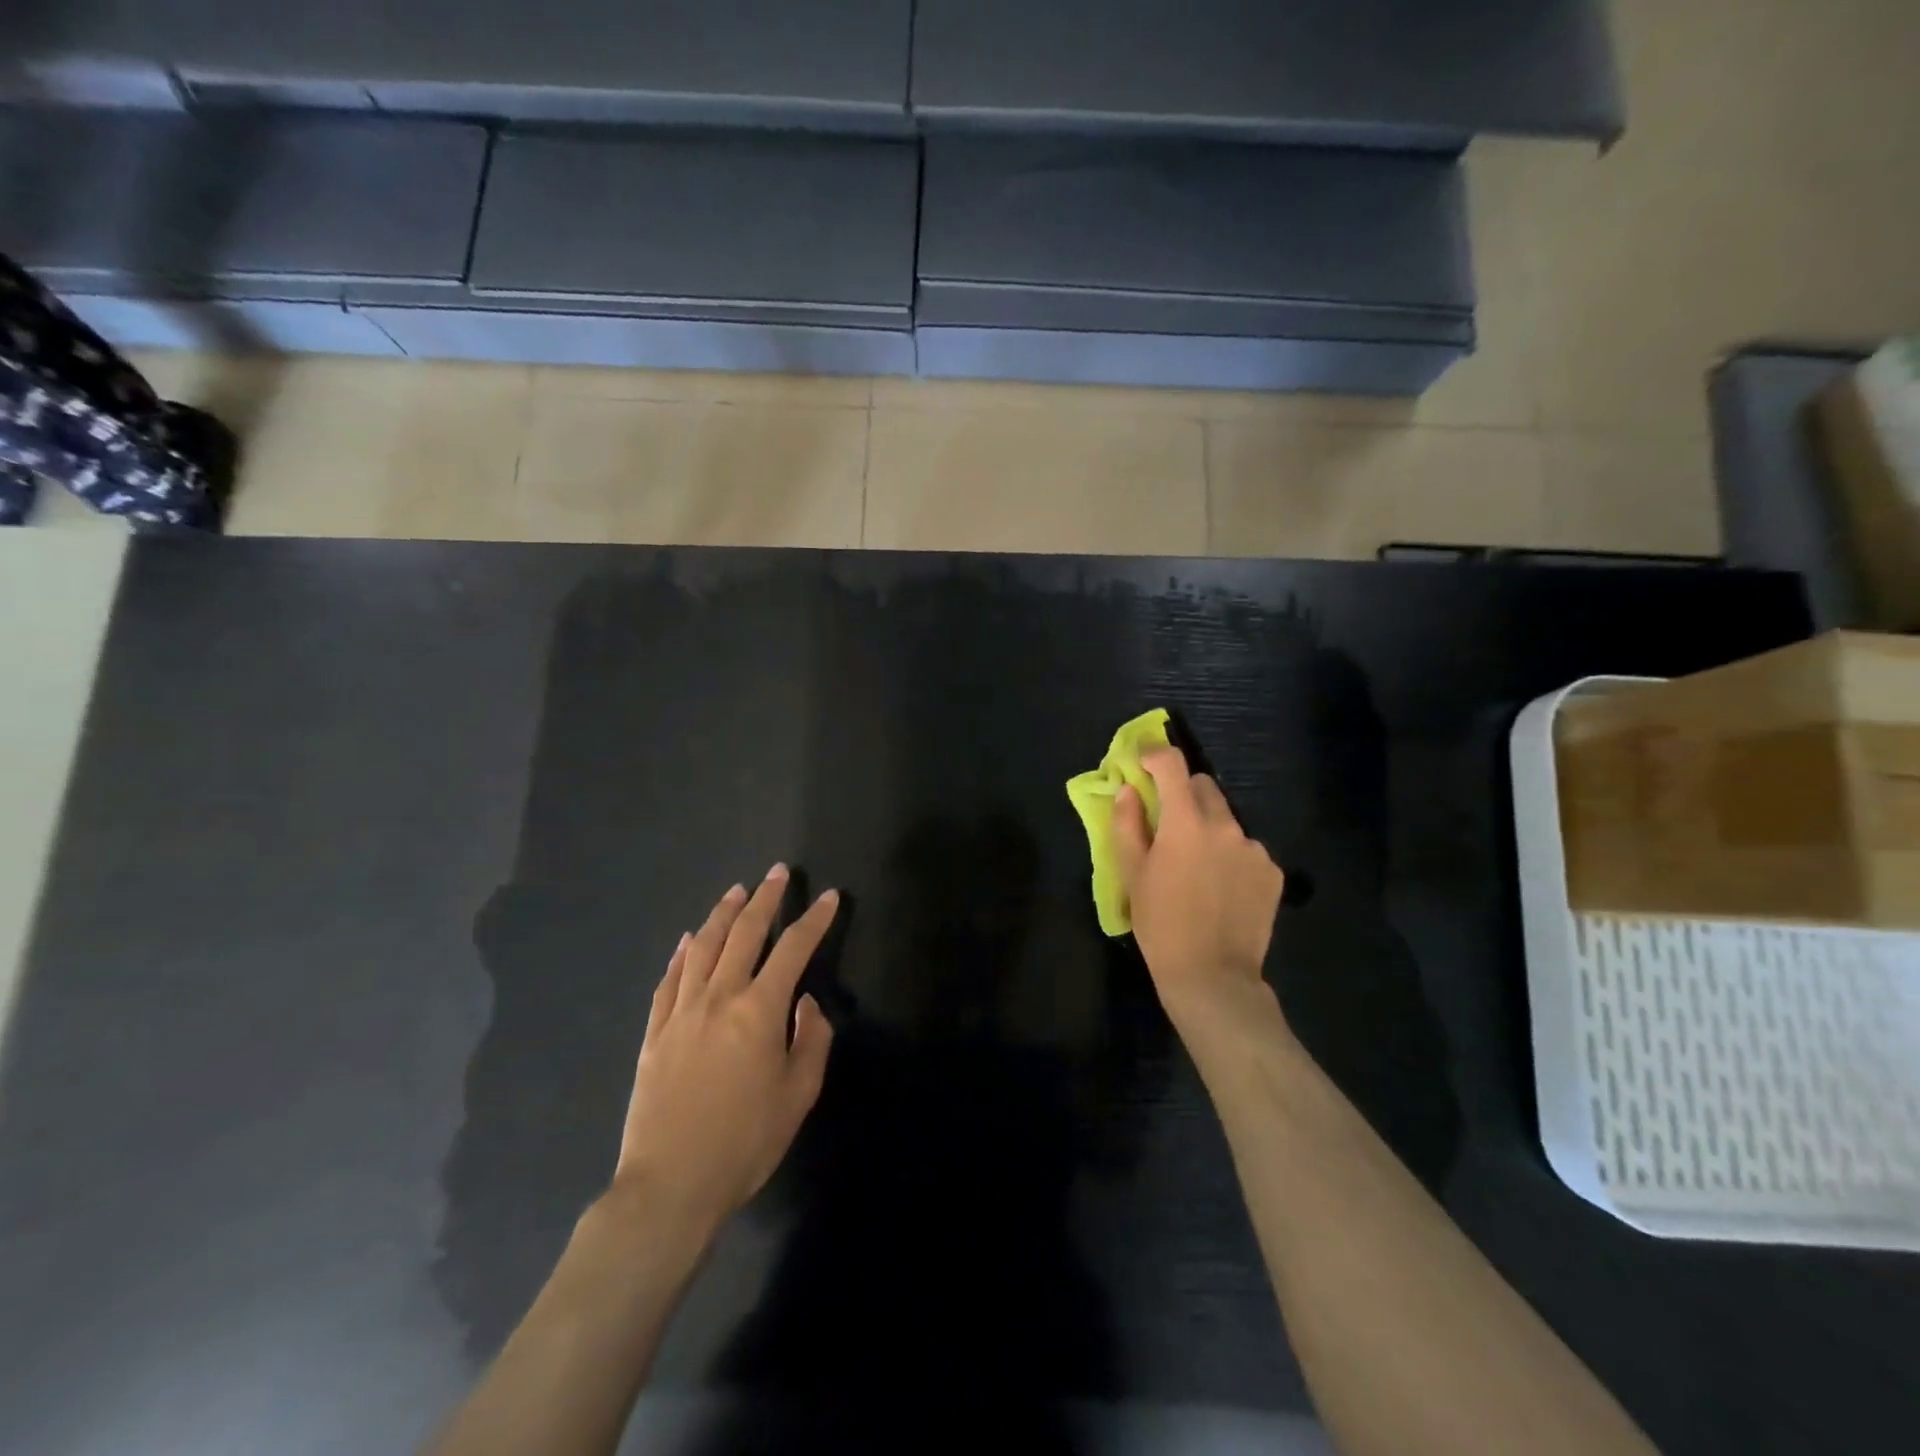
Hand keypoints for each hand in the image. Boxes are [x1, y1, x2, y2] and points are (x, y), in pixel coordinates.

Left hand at [611, 866, 837, 1239]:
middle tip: (778, 873)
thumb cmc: (745, 1142)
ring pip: (703, 947)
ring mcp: (681, 1012)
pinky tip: (688, 939)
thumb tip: (806, 1003)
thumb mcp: (798, 1095)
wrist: (670, 1185)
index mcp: (759, 1010)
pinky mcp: (654, 1033)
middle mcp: (719, 997)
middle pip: (744, 933)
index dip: (814, 919)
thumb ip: (810, 1040)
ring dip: (722, 914)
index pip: (793, 948)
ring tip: (737, 890)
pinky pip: (669, 980)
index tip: (829, 897)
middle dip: (766, 898)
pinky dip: (682, 953)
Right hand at [1112, 746, 1285, 1025]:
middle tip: (1168, 825)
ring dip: (1209, 829)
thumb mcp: (1132, 874)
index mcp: (1185, 822)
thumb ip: (1128, 825)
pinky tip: (1222, 889)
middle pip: (1203, 787)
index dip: (1155, 754)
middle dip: (1183, 795)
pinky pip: (1246, 849)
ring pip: (1226, 820)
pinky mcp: (1272, 871)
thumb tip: (1128, 791)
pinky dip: (1231, 856)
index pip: (1172, 765)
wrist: (1212, 976)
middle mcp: (1225, 825)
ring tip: (1197, 868)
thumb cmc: (1161, 925)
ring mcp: (1254, 848)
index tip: (1142, 761)